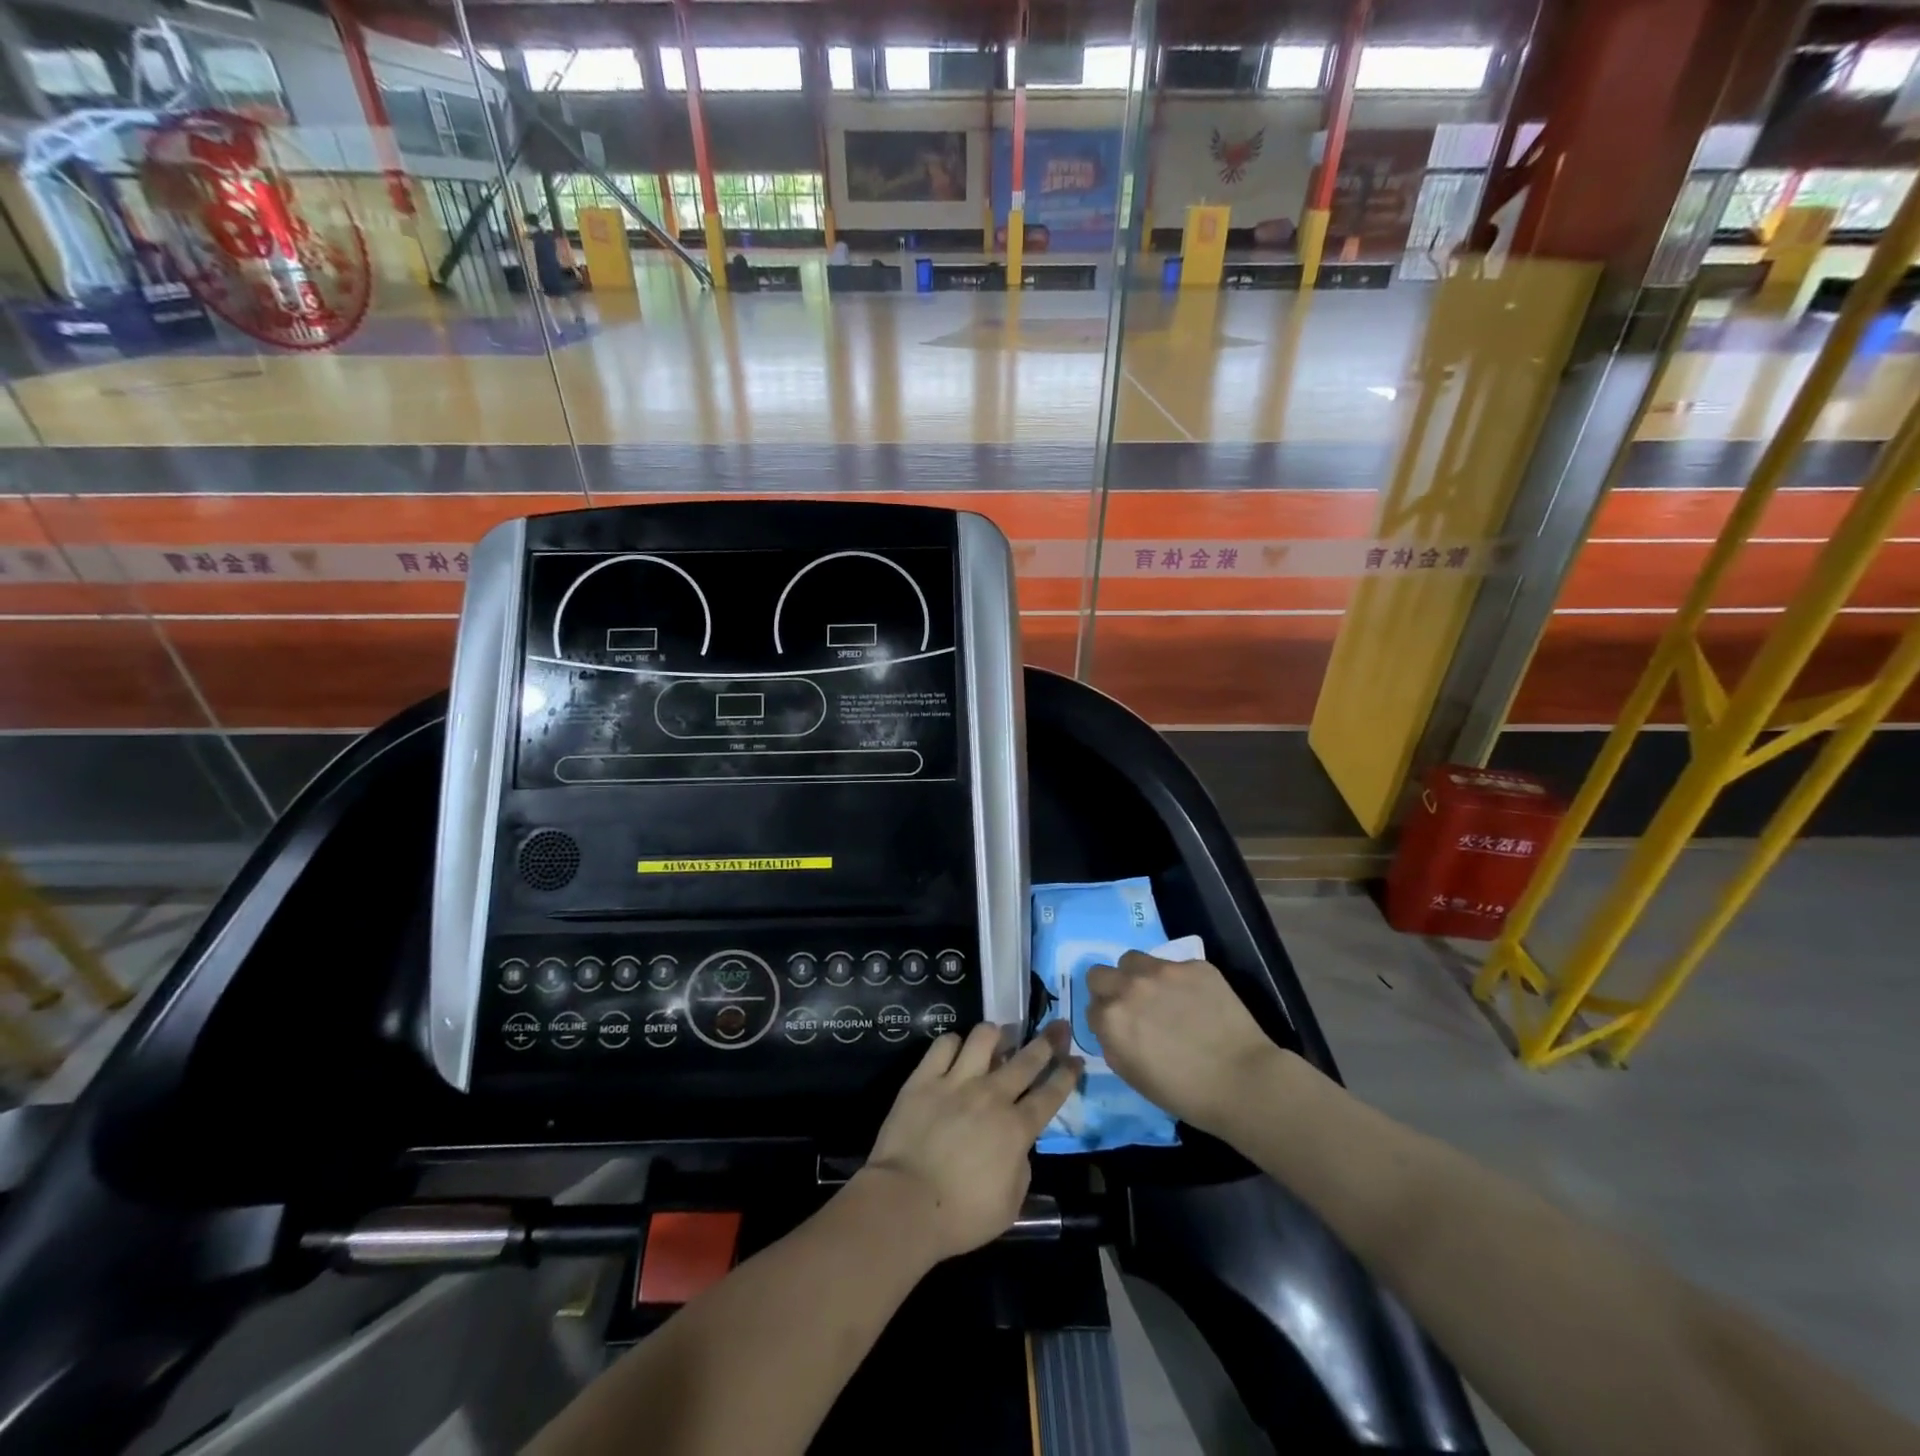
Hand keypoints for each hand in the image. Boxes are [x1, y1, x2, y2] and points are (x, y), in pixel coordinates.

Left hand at [860, 1021, 1081, 1262]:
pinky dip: (953, 1044)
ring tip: (998, 1037)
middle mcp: (991, 1095)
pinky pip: (944, 1044)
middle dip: (1047, 1040)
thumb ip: (1021, 1167)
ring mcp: (956, 1081)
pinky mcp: (924, 1078)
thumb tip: (1018, 1146)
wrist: (905, 1203)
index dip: (1067, 1074)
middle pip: (1026, 1059)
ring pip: (984, 1037)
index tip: (1076, 1058)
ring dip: (996, 1035)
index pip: (1050, 1094)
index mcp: (1016, 1128)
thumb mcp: (1010, 1205)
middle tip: (1057, 1026)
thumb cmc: (961, 1216)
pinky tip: (955, 1051)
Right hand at [1086, 951, 1279, 1136]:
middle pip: (1100, 973)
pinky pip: (1174, 965)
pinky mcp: (1195, 965)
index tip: (1121, 1029)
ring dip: (1138, 976)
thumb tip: (1111, 1026)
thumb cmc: (1185, 1093)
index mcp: (1111, 1018)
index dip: (1105, 1019)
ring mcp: (1163, 971)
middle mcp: (1130, 986)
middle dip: (1111, 989)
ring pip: (1133, 960)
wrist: (1243, 1082)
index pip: (1091, 1006)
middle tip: (1133, 1007)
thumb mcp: (1132, 1076)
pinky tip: (1197, 1002)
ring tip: (1161, 996)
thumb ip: (1112, 1042)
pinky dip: (1178, 981)